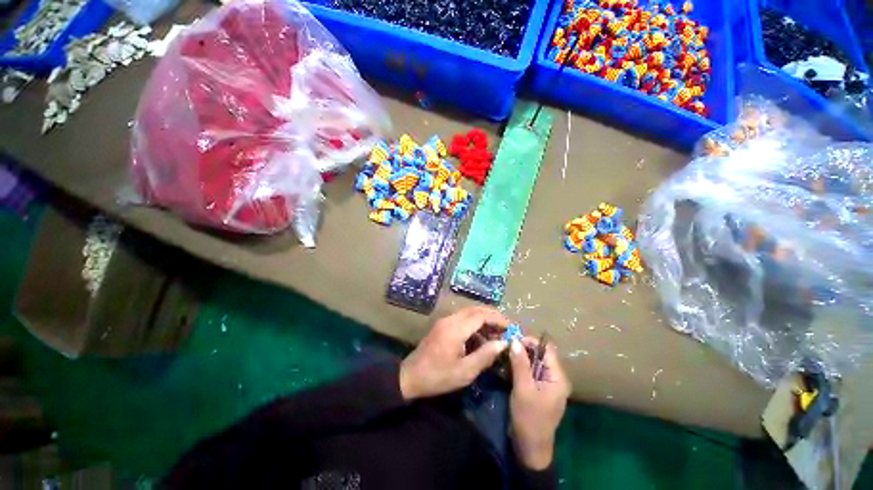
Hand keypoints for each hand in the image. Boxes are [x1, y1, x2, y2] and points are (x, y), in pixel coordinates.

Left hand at [399, 307, 509, 400]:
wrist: (411, 376)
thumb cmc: (438, 376)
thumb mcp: (465, 371)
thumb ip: (485, 355)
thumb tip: (504, 343)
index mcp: (456, 328)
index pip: (481, 315)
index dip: (498, 319)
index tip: (512, 327)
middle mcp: (450, 319)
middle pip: (476, 310)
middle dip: (493, 316)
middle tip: (507, 327)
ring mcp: (445, 321)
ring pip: (469, 313)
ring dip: (484, 319)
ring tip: (497, 333)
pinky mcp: (442, 325)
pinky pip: (462, 318)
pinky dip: (475, 324)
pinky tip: (481, 337)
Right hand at [509, 337, 570, 470]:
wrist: (530, 448)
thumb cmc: (529, 418)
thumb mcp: (522, 389)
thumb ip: (520, 363)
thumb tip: (515, 340)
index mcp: (558, 377)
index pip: (547, 349)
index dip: (530, 341)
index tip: (512, 341)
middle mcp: (555, 378)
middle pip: (540, 354)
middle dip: (523, 349)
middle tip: (506, 347)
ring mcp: (547, 384)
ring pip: (534, 362)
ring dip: (520, 358)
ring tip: (505, 355)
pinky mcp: (539, 389)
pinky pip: (531, 371)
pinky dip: (520, 367)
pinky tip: (508, 367)